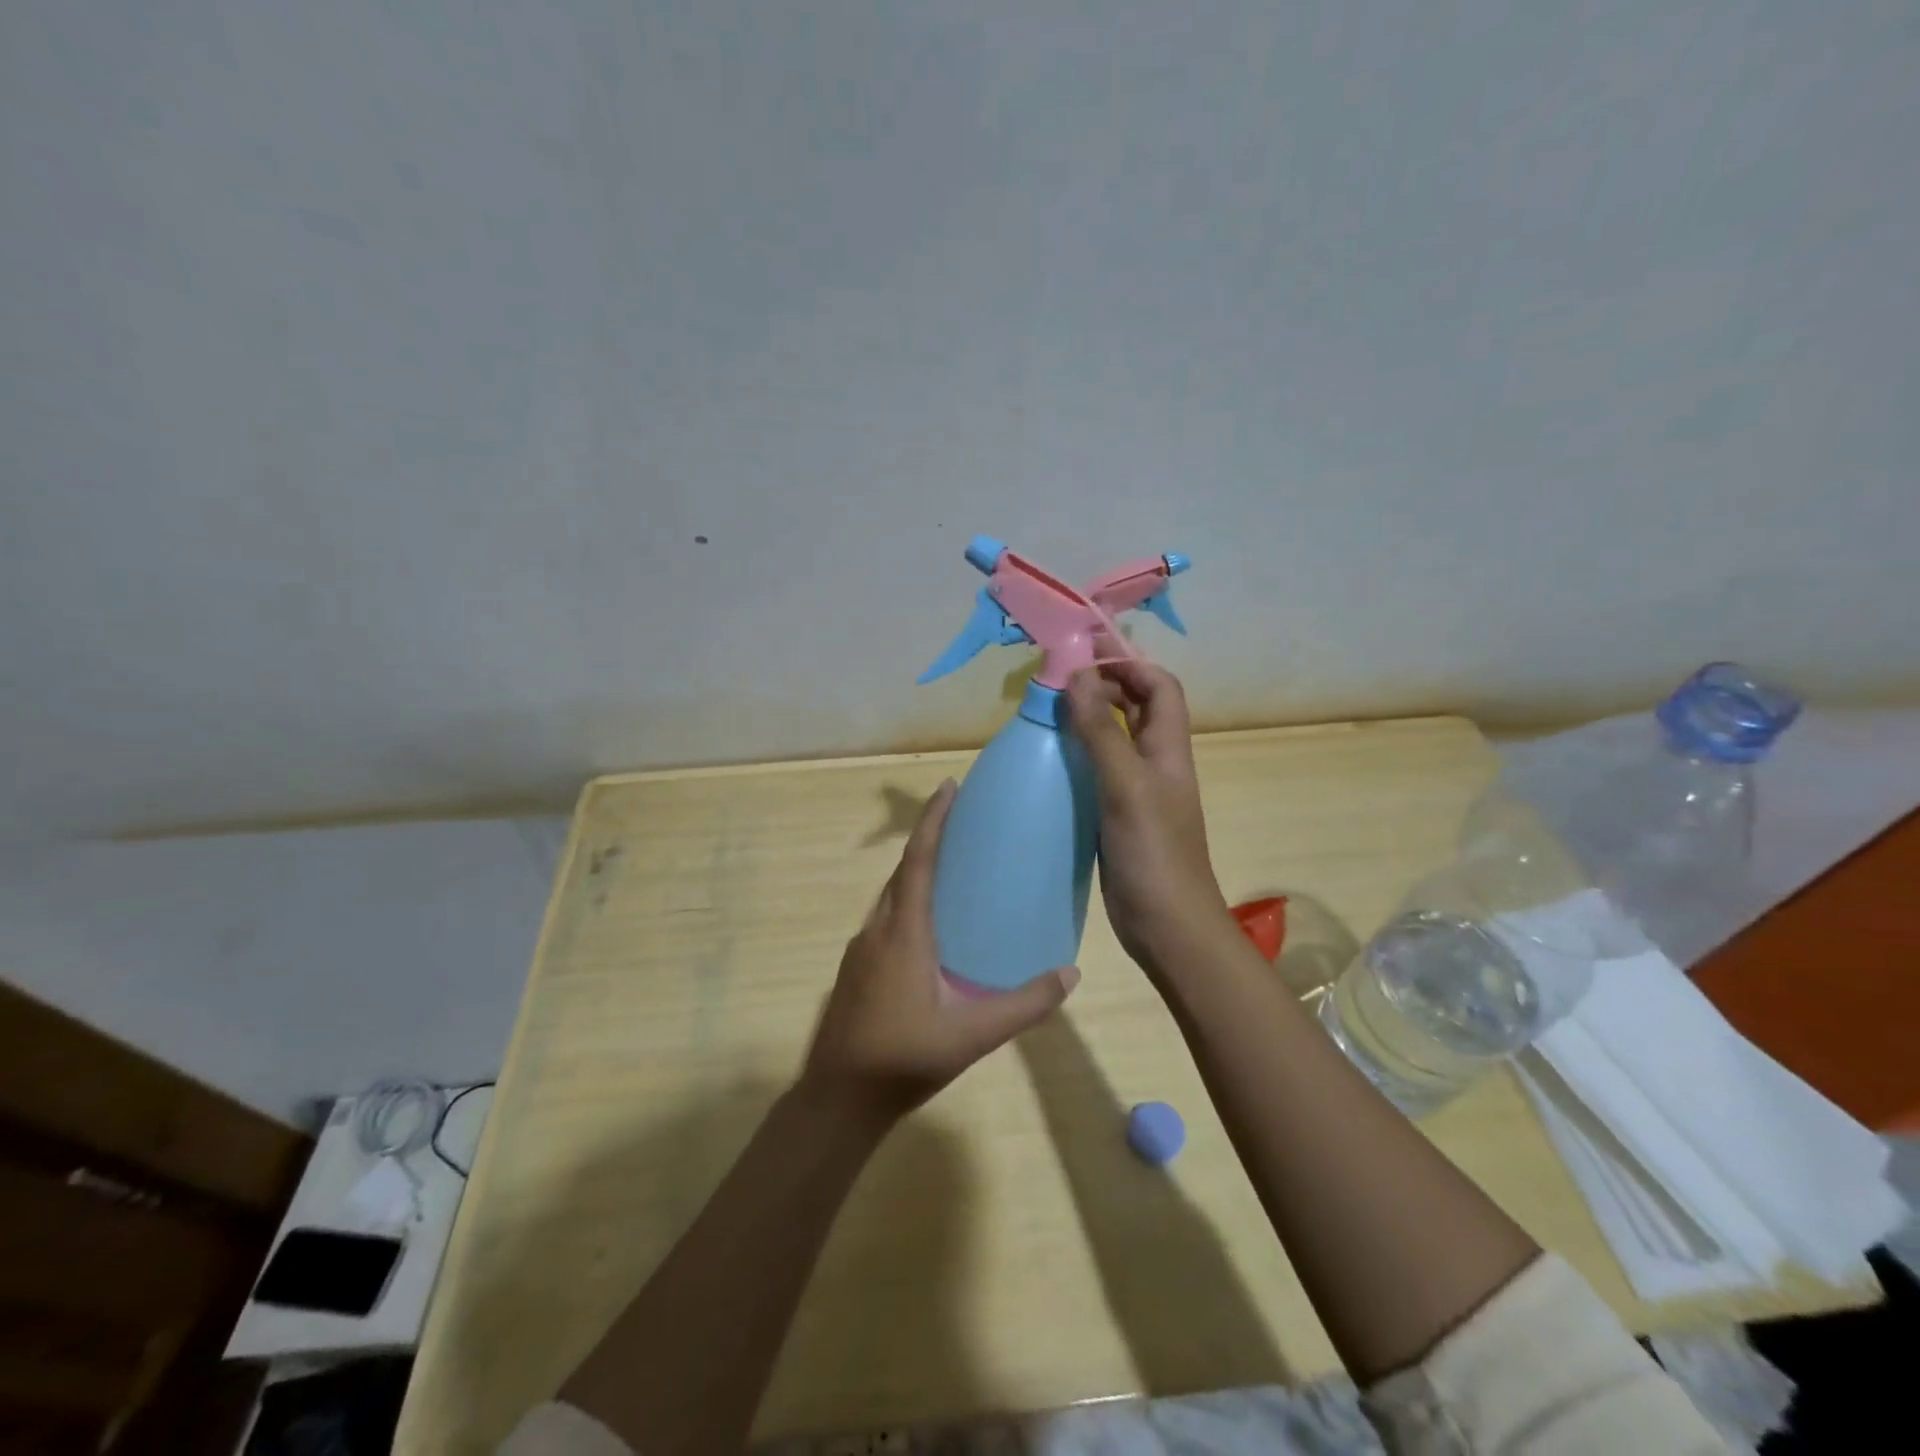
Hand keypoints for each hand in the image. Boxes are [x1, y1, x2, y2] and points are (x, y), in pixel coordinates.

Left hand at [802, 779, 1079, 1122]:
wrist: (837, 1099)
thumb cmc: (903, 1059)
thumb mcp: (972, 1035)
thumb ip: (1023, 1005)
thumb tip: (1070, 974)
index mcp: (904, 933)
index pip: (918, 861)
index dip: (933, 821)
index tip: (948, 786)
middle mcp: (877, 930)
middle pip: (902, 871)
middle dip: (928, 839)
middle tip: (961, 821)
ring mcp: (861, 950)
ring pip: (890, 897)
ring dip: (916, 872)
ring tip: (952, 868)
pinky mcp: (855, 969)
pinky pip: (885, 919)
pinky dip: (908, 903)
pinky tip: (930, 928)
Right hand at [1066, 662, 1233, 975]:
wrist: (1167, 926)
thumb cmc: (1154, 853)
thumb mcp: (1126, 786)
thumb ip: (1102, 732)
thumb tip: (1078, 675)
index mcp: (1168, 748)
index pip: (1159, 686)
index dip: (1129, 662)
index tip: (1086, 650)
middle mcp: (1157, 762)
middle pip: (1138, 706)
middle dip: (1106, 682)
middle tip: (1059, 675)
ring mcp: (1138, 789)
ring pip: (1117, 737)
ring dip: (1090, 716)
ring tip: (1050, 706)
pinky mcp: (1119, 813)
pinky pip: (1100, 769)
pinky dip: (1079, 752)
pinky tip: (1051, 756)